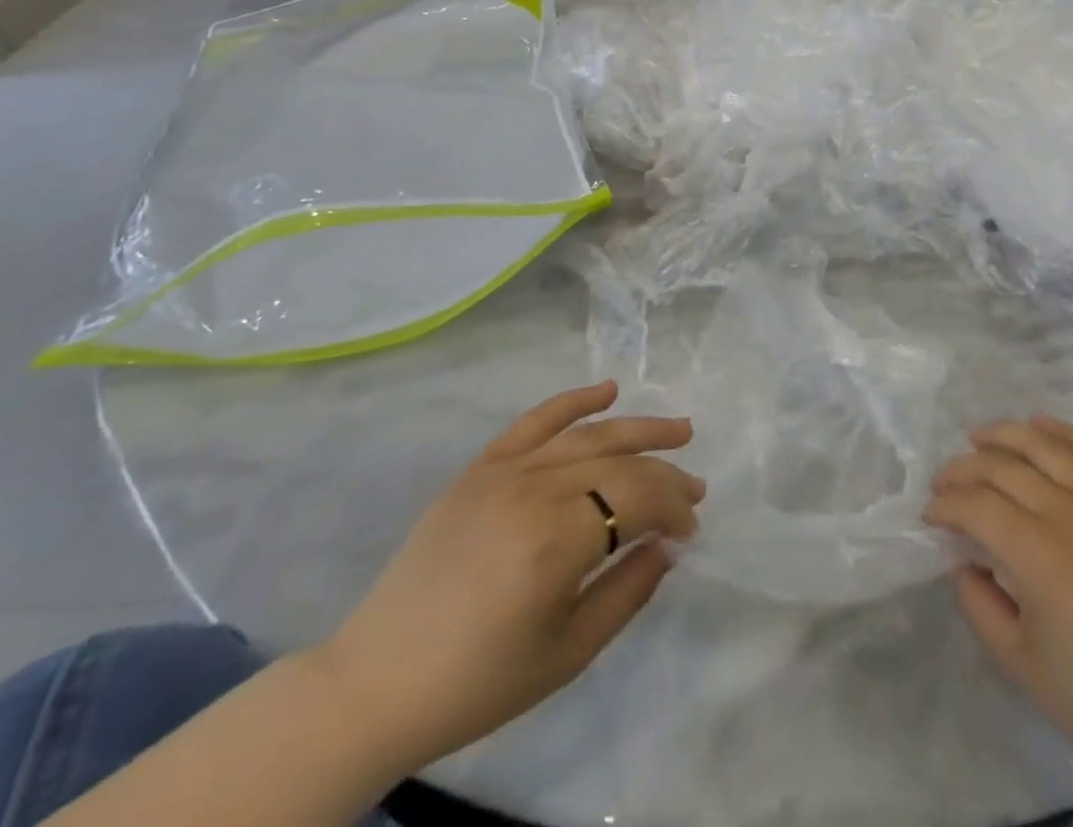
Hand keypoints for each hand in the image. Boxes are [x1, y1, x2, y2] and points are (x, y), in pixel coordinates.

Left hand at [308, 381, 703, 776]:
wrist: (376, 682)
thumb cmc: (478, 681)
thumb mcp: (568, 653)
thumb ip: (628, 591)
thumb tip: (667, 545)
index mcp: (557, 540)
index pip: (638, 498)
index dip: (673, 508)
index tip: (689, 531)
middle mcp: (534, 491)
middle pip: (619, 463)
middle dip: (665, 473)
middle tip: (696, 489)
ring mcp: (503, 472)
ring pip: (587, 434)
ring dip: (638, 428)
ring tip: (678, 431)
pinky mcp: (479, 468)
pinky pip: (534, 422)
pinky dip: (573, 401)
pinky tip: (607, 391)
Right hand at [927, 417, 1072, 823]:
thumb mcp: (1017, 661)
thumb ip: (977, 602)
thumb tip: (963, 560)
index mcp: (1040, 556)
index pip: (977, 506)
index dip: (945, 506)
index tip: (930, 517)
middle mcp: (1071, 516)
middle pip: (1004, 468)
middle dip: (964, 469)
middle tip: (945, 484)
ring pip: (1046, 446)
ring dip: (1005, 435)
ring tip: (979, 438)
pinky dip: (1061, 433)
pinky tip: (1039, 425)